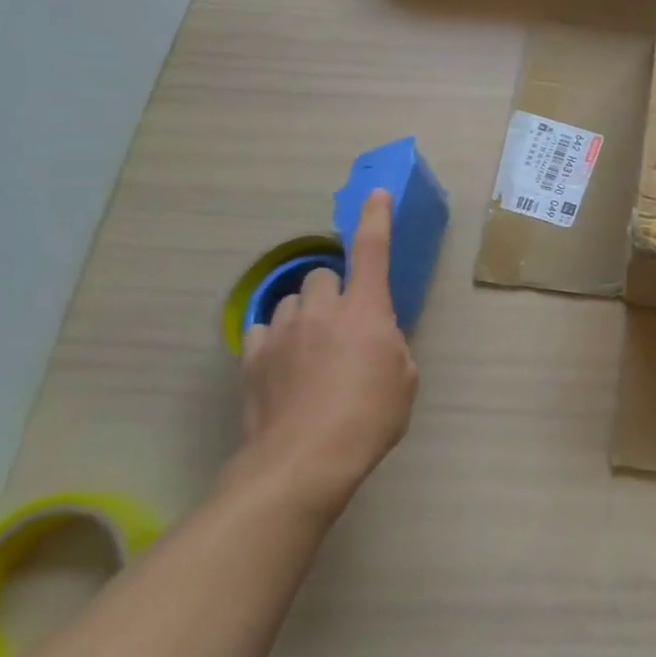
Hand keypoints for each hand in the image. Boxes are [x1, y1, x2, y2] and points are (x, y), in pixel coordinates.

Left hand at [234, 190, 416, 518]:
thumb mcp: (403, 379)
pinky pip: (265, 331)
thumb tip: (375, 340)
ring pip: (292, 302)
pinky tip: (283, 366)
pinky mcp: (252, 358)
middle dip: (334, 290)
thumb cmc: (369, 418)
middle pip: (323, 275)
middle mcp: (322, 309)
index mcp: (366, 309)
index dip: (376, 218)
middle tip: (343, 322)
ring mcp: (282, 332)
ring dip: (305, 315)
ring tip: (310, 349)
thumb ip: (390, 346)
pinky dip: (277, 340)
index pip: (372, 250)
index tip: (376, 194)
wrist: (303, 462)